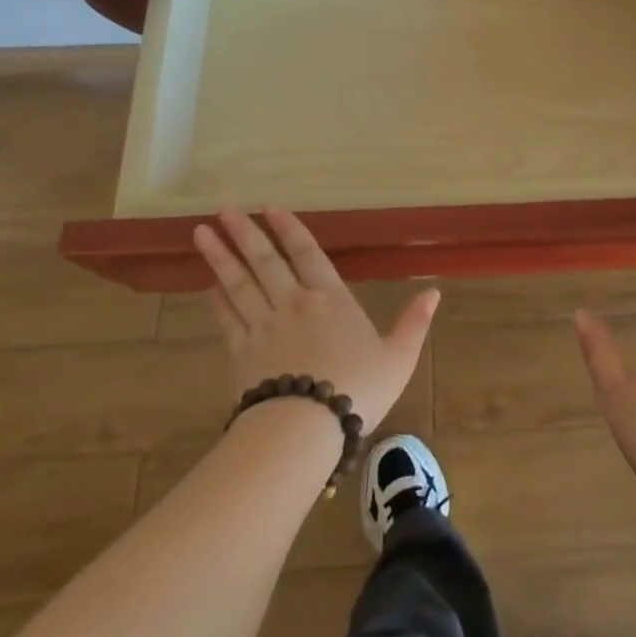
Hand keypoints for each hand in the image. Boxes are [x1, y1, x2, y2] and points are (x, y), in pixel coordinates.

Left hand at [194, 207, 438, 431]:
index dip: (290, 229)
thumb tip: (435, 291)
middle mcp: (293, 303)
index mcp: (331, 299)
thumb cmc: (357, 389)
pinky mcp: (241, 353)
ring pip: (238, 283)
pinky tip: (208, 285)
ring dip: (220, 256)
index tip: (269, 208)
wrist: (304, 428)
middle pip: (265, 260)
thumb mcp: (399, 357)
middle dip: (244, 232)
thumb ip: (414, 323)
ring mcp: (262, 326)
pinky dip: (216, 299)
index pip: (308, 253)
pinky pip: (226, 318)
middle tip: (222, 208)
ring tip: (201, 233)